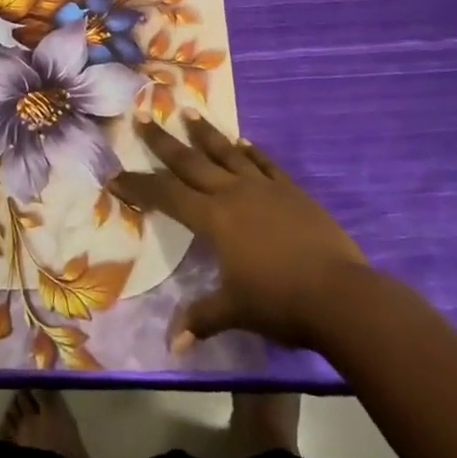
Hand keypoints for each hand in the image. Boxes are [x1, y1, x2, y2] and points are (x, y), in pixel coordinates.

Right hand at [109, 115, 367, 350]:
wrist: (341, 294)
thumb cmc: (280, 303)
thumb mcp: (235, 311)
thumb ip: (202, 318)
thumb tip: (173, 345)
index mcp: (213, 219)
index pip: (166, 195)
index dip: (139, 185)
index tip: (115, 175)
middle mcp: (233, 194)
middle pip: (190, 162)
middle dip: (163, 141)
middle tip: (142, 116)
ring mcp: (265, 188)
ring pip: (227, 153)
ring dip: (205, 134)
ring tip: (188, 112)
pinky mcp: (293, 191)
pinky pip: (266, 164)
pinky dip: (251, 151)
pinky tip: (244, 142)